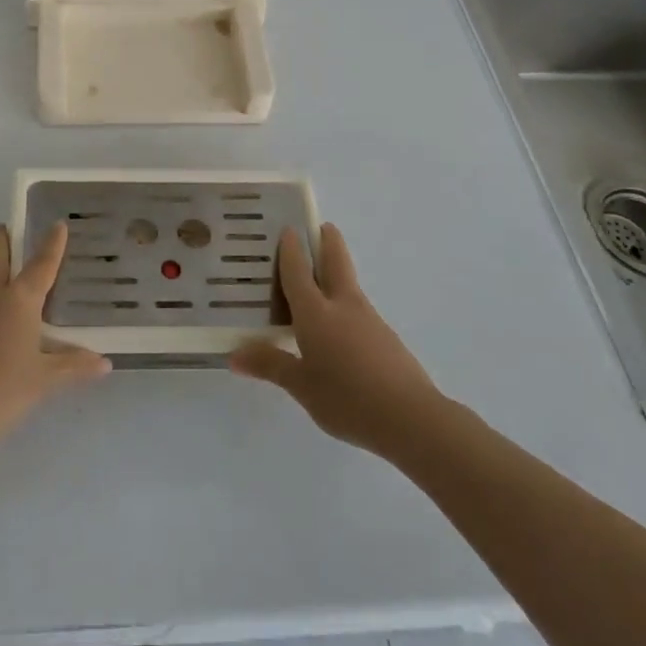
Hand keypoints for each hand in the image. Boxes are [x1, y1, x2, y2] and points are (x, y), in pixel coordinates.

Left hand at [0, 223, 110, 460]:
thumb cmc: (3, 393)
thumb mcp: (44, 380)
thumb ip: (74, 366)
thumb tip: (104, 363)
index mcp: (19, 300)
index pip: (41, 263)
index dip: (51, 243)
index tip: (57, 223)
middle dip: (3, 238)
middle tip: (11, 234)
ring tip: (1, 317)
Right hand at [229, 224, 439, 456]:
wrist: (411, 418)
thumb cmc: (347, 398)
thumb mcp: (301, 386)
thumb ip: (270, 365)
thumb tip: (234, 356)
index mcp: (316, 312)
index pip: (298, 270)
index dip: (291, 249)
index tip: (287, 228)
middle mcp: (343, 306)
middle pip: (336, 261)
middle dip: (328, 241)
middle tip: (319, 227)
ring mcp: (369, 319)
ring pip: (348, 284)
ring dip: (335, 272)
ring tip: (317, 281)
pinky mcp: (385, 338)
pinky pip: (357, 309)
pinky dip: (343, 304)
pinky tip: (336, 327)